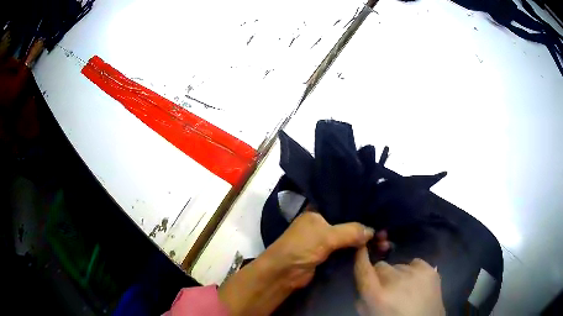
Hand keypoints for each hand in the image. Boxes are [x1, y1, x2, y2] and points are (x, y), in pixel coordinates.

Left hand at [219, 209, 388, 315]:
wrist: (283, 275)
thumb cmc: (300, 248)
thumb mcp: (325, 236)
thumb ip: (350, 231)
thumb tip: (373, 230)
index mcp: (318, 212)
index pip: (343, 205)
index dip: (360, 208)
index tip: (380, 210)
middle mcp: (323, 224)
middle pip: (349, 223)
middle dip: (366, 227)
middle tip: (386, 231)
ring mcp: (326, 240)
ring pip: (350, 238)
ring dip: (365, 241)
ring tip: (385, 242)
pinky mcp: (328, 255)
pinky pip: (347, 250)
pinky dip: (359, 251)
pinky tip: (375, 250)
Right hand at [354, 247, 444, 315]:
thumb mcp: (371, 313)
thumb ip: (364, 296)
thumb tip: (364, 278)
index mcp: (377, 296)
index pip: (363, 270)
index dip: (360, 257)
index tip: (360, 248)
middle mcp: (395, 281)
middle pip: (382, 266)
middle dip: (381, 275)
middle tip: (387, 287)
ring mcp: (415, 273)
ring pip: (399, 265)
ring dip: (398, 275)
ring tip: (405, 288)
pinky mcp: (429, 270)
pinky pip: (415, 262)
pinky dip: (413, 271)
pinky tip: (416, 283)